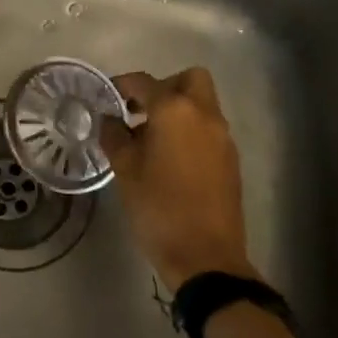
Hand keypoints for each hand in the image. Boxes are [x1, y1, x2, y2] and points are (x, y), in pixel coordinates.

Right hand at [101, 67, 252, 291]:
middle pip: (189, 79)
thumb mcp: (125, 171)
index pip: (144, 82)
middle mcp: (204, 115)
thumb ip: (114, 137)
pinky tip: (170, 158)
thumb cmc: (158, 208)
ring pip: (202, 104)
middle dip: (164, 86)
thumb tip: (110, 120)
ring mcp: (222, 138)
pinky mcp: (230, 160)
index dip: (122, 85)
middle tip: (140, 111)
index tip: (106, 97)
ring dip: (178, 109)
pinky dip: (190, 130)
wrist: (206, 258)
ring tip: (150, 138)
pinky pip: (209, 128)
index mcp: (174, 111)